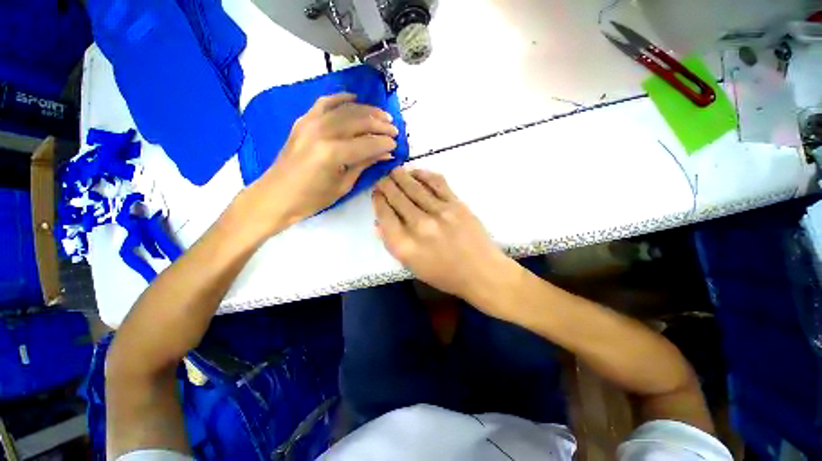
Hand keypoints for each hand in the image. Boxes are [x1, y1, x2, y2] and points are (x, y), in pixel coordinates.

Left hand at [242, 93, 398, 235]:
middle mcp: (322, 131)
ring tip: (383, 116)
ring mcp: (310, 122)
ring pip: (346, 109)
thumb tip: (385, 153)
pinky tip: (355, 98)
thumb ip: (365, 164)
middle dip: (380, 125)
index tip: (396, 144)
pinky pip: (325, 102)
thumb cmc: (313, 198)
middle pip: (359, 121)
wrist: (277, 195)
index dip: (384, 143)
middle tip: (394, 129)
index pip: (367, 143)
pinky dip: (341, 98)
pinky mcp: (303, 120)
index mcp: (333, 153)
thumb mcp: (344, 184)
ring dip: (367, 111)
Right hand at [373, 168, 519, 309]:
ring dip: (401, 176)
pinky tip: (416, 171)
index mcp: (405, 246)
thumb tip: (378, 223)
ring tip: (394, 170)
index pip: (384, 216)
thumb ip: (393, 243)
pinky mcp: (456, 204)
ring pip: (414, 187)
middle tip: (382, 178)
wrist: (481, 272)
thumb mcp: (412, 266)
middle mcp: (419, 226)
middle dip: (386, 184)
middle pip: (396, 198)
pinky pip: (436, 183)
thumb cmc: (444, 274)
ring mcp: (439, 213)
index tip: (376, 193)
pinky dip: (424, 174)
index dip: (378, 201)